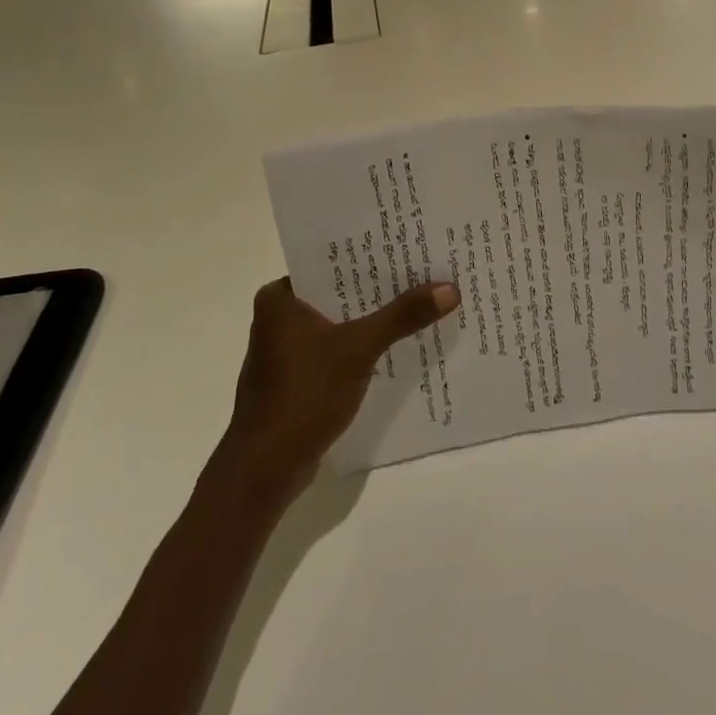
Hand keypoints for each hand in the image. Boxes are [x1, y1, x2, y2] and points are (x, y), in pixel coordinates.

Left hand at [222, 276, 460, 502]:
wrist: (265, 468)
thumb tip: (450, 288)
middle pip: (339, 292)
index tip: (408, 246)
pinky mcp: (297, 377)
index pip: (331, 263)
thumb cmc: (304, 395)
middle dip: (378, 288)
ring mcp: (286, 350)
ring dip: (372, 319)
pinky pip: (336, 349)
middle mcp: (278, 317)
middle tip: (424, 272)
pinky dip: (361, 347)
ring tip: (419, 304)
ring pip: (339, 322)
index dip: (370, 255)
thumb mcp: (358, 349)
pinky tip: (396, 346)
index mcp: (280, 298)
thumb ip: (402, 316)